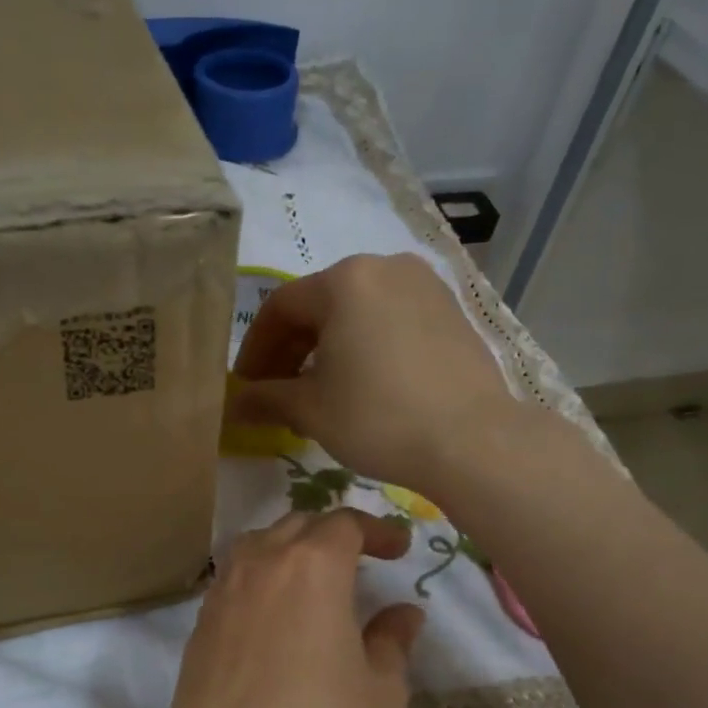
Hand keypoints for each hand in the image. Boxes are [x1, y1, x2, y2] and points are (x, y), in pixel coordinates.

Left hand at [153, 509, 424, 707]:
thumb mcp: (381, 695)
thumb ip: (391, 642)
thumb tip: (402, 613)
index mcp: (311, 569)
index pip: (344, 524)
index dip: (377, 530)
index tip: (399, 549)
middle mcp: (259, 568)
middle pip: (296, 525)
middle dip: (333, 534)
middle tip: (362, 562)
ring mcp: (220, 597)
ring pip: (256, 548)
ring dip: (289, 551)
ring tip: (314, 584)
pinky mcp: (197, 631)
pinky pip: (232, 583)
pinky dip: (259, 582)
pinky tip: (273, 621)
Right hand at [228, 253, 517, 493]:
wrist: (473, 440)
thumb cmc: (379, 418)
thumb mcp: (311, 410)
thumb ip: (266, 399)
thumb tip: (234, 404)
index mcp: (345, 279)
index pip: (280, 307)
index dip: (255, 349)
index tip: (246, 386)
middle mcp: (385, 267)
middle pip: (320, 305)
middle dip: (291, 350)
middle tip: (277, 393)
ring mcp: (424, 286)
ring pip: (357, 313)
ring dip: (327, 349)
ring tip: (318, 393)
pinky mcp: (450, 311)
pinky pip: (390, 321)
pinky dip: (365, 346)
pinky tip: (362, 385)